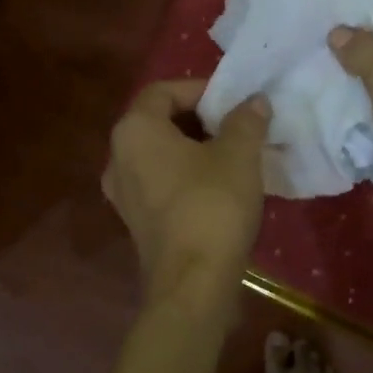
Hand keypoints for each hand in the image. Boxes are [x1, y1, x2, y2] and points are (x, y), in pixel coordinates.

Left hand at [102, 80, 270, 295]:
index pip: (162, 91)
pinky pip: (159, 182)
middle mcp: (117, 157)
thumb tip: (254, 100)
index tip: (232, 100)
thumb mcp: (238, 155)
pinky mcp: (135, 221)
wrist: (192, 283)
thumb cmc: (212, 205)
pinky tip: (218, 186)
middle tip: (235, 124)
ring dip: (193, 147)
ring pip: (158, 154)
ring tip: (232, 153)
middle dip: (198, 118)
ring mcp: (122, 193)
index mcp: (134, 130)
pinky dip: (184, 174)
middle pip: (157, 121)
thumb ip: (245, 120)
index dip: (199, 89)